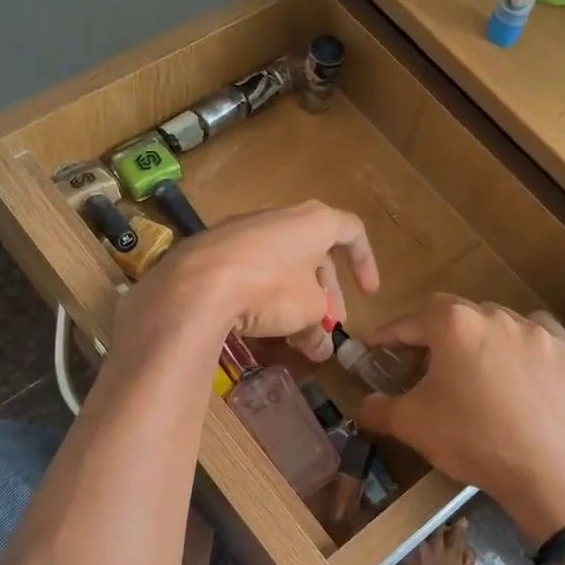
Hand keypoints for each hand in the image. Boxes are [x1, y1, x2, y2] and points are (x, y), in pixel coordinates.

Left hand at [114, 201, 378, 362]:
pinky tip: (258, 323)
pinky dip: (263, 294)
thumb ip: (319, 328)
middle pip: (314, 252)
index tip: (368, 294)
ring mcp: (242, 229)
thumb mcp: (308, 313)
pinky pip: (250, 269)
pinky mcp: (213, 248)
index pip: (352, 232)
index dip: (366, 262)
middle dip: (326, 293)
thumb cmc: (270, 288)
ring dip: (295, 297)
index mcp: (313, 221)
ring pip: (281, 263)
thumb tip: (321, 349)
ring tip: (295, 333)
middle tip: (328, 326)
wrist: (196, 284)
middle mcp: (279, 216)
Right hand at [356, 297, 564, 549]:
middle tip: (424, 362)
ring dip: (480, 338)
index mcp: (454, 324)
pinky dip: (523, 346)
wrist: (544, 473)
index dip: (390, 335)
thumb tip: (363, 406)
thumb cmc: (471, 440)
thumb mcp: (412, 425)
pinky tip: (520, 369)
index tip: (376, 348)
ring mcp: (537, 331)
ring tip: (474, 368)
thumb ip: (379, 408)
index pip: (411, 321)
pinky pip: (538, 337)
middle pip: (456, 316)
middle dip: (435, 335)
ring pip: (498, 323)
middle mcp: (496, 316)